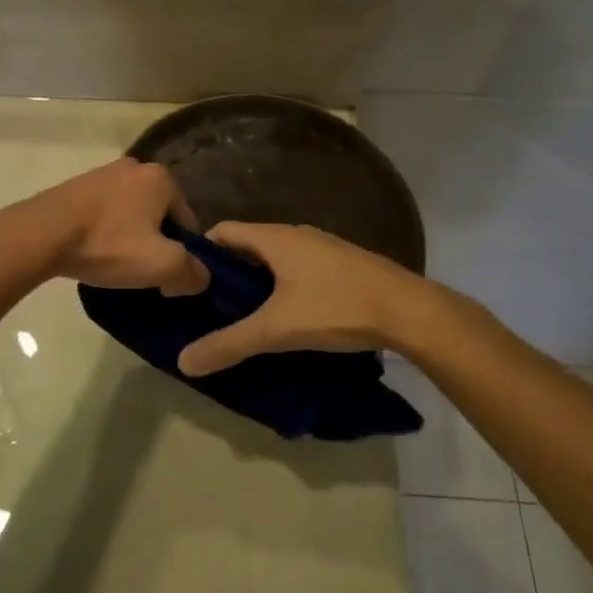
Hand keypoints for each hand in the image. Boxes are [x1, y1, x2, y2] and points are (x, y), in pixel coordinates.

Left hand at [15, 159, 209, 294]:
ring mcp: (104, 173)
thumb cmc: (108, 244)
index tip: (166, 279)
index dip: (183, 256)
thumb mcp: (161, 265)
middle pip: (160, 217)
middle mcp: (136, 166)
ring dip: (130, 238)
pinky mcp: (78, 185)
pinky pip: (106, 212)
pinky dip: (106, 231)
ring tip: (115, 263)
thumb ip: (192, 272)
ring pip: (132, 214)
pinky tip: (95, 250)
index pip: (188, 223)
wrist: (43, 233)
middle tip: (141, 272)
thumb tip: (200, 277)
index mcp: (162, 178)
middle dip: (156, 244)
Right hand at [177, 222, 439, 375]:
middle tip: (211, 307)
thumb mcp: (277, 330)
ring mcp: (323, 247)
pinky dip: (284, 286)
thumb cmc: (336, 308)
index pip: (222, 231)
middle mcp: (296, 234)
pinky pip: (299, 268)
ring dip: (257, 282)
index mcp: (274, 238)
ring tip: (245, 316)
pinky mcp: (343, 264)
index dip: (201, 253)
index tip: (188, 283)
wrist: (410, 311)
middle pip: (247, 246)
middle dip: (227, 273)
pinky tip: (288, 316)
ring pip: (276, 259)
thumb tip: (182, 362)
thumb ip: (229, 344)